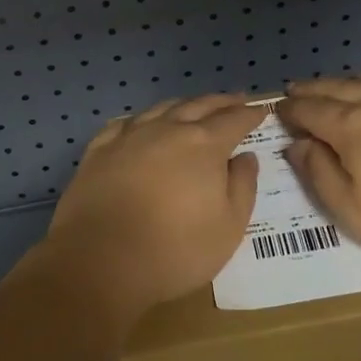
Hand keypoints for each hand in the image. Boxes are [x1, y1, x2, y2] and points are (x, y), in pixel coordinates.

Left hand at [45, 94, 268, 320]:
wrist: (100, 261)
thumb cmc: (175, 250)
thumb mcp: (229, 227)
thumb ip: (243, 186)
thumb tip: (245, 157)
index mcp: (204, 145)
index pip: (233, 120)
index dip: (249, 114)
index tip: (260, 110)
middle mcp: (168, 129)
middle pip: (199, 106)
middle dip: (221, 102)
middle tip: (235, 99)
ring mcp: (130, 136)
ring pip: (162, 108)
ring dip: (183, 105)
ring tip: (193, 107)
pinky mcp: (100, 149)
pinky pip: (125, 123)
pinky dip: (142, 119)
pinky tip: (142, 124)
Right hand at [276, 75, 360, 268]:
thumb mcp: (356, 212)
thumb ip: (321, 175)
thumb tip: (297, 145)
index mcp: (352, 127)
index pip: (312, 110)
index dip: (292, 109)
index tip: (277, 108)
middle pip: (338, 88)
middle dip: (313, 88)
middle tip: (296, 88)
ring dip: (346, 80)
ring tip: (336, 83)